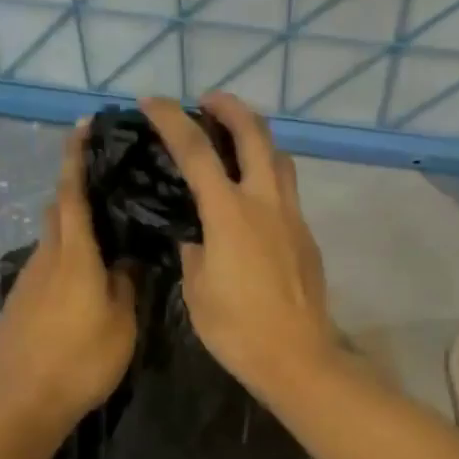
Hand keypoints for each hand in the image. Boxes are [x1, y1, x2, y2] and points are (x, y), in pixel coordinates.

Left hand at [0, 125, 137, 434]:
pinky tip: (83, 285)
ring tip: (105, 241)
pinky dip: (64, 260)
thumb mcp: (121, 324)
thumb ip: (126, 284)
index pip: (72, 193)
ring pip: (51, 240)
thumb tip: (128, 259)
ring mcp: (27, 281)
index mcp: (74, 256)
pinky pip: (45, 267)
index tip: (83, 125)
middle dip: (75, 190)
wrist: (22, 403)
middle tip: (108, 187)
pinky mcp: (18, 303)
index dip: (76, 157)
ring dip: (71, 230)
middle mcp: (46, 258)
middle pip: (57, 211)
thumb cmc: (81, 361)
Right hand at [139, 93, 336, 403]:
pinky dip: (268, 174)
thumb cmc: (237, 329)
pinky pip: (287, 189)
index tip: (152, 102)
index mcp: (230, 214)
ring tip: (234, 142)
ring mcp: (292, 217)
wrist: (297, 357)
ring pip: (280, 157)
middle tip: (209, 101)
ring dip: (256, 137)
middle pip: (254, 134)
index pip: (196, 151)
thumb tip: (196, 237)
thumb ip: (194, 252)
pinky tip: (252, 197)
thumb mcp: (197, 290)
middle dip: (231, 107)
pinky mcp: (306, 235)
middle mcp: (266, 203)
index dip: (171, 120)